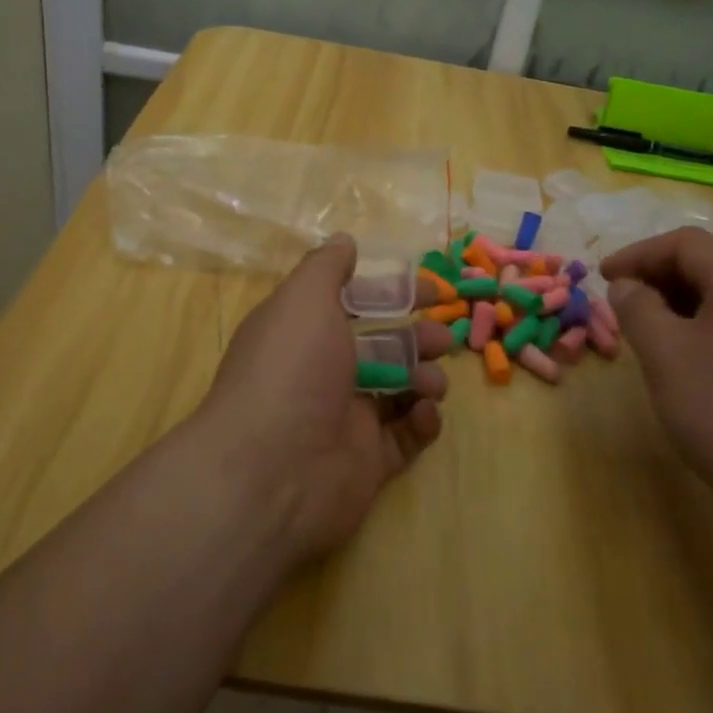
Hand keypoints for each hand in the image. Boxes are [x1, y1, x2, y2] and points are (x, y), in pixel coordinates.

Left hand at [197, 235, 450, 560]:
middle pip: (384, 346)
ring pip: (400, 389)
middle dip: (418, 337)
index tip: (429, 289)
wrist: (273, 470)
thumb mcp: (304, 299)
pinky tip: (422, 413)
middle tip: (440, 338)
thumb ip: (327, 267)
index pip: (356, 305)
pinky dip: (421, 422)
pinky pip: (406, 436)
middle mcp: (324, 373)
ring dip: (425, 377)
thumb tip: (344, 241)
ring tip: (430, 382)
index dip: (393, 294)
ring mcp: (347, 419)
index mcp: (306, 332)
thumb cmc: (292, 369)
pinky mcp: (369, 462)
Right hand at [602, 228, 712, 523]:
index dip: (637, 254)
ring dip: (682, 299)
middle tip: (622, 301)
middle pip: (710, 261)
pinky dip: (708, 322)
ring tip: (649, 328)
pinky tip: (691, 355)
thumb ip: (638, 309)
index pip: (684, 243)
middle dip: (659, 275)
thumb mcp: (666, 355)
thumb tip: (627, 286)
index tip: (602, 278)